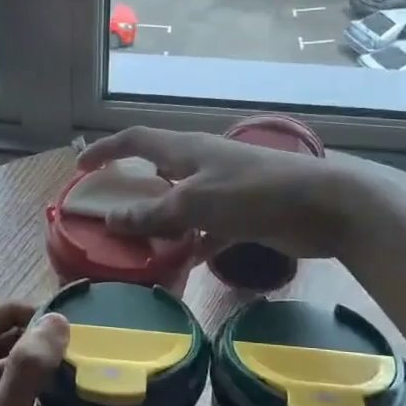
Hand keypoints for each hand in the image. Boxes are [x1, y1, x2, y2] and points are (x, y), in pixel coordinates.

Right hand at [77, 127, 370, 259]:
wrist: (324, 206)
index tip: (80, 167)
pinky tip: (179, 264)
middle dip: (130, 188)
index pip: (136, 141)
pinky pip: (204, 228)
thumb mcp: (196, 202)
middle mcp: (201, 164)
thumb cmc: (255, 193)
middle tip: (107, 211)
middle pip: (156, 170)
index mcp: (186, 149)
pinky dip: (190, 242)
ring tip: (135, 245)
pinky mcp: (241, 214)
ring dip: (158, 221)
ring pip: (179, 203)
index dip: (106, 150)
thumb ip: (153, 213)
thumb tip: (112, 220)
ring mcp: (222, 189)